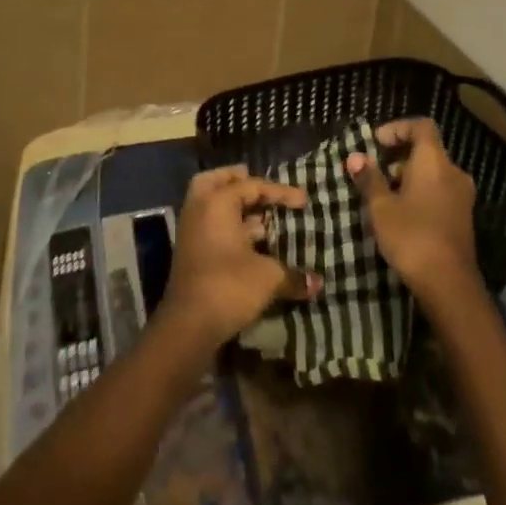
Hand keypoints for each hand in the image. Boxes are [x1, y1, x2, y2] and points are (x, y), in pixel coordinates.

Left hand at [156, 167, 319, 354]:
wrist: (188, 324)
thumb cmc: (228, 286)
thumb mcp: (267, 278)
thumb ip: (292, 276)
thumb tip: (317, 283)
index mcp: (216, 202)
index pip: (252, 186)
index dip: (280, 192)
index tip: (303, 201)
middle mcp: (199, 208)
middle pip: (216, 182)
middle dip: (238, 180)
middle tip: (259, 187)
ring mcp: (191, 230)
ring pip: (210, 204)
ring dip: (233, 206)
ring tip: (261, 216)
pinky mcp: (190, 252)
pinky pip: (209, 224)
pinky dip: (228, 225)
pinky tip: (250, 242)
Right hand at [347, 118, 482, 313]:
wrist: (449, 285)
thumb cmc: (412, 236)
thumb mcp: (381, 207)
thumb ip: (369, 178)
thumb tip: (355, 157)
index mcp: (434, 161)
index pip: (421, 126)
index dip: (397, 128)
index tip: (375, 143)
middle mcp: (453, 172)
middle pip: (427, 149)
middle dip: (398, 156)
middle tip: (374, 170)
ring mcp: (462, 196)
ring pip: (433, 173)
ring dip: (408, 176)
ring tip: (383, 194)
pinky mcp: (463, 218)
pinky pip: (440, 192)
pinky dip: (421, 192)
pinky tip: (402, 213)